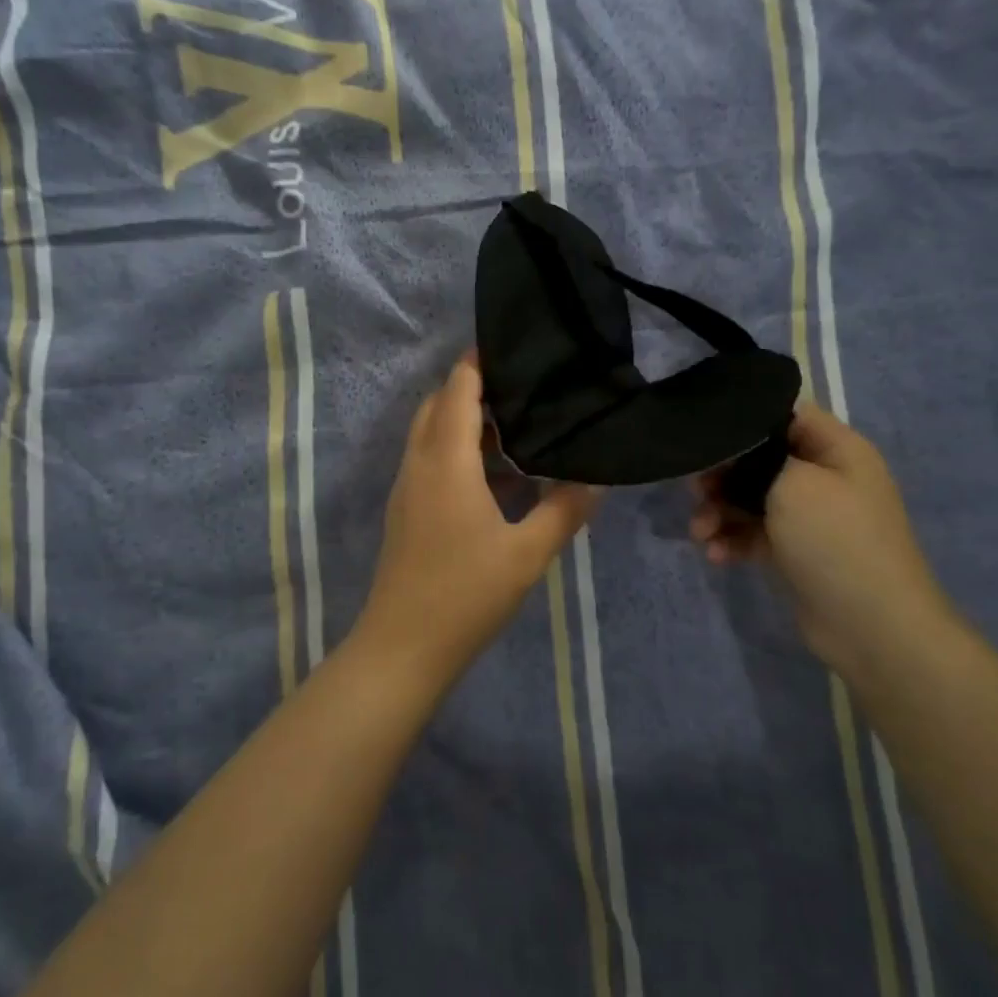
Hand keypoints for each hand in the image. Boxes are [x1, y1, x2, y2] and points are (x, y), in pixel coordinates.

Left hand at [349, 356, 599, 682]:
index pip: (457, 389)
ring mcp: (407, 488)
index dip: (479, 362)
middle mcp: (419, 463)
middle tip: (523, 389)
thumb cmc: (465, 595)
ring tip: (516, 425)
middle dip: (473, 388)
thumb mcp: (526, 554)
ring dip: (463, 421)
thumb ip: (563, 510)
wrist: (402, 649)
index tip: (514, 347)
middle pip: (438, 405)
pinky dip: (456, 450)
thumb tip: (595, 479)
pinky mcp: (405, 511)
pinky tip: (495, 474)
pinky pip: (428, 460)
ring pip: (430, 433)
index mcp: (445, 461)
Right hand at [690, 403, 955, 672]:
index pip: (786, 415)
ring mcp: (810, 517)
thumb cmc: (836, 541)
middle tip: (695, 489)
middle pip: (760, 459)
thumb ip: (758, 458)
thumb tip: (734, 454)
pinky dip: (732, 540)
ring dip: (720, 512)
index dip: (744, 422)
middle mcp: (824, 477)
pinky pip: (754, 533)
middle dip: (723, 474)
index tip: (706, 437)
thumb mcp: (795, 484)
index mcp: (837, 449)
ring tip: (700, 533)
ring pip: (751, 498)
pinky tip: (716, 555)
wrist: (871, 626)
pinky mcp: (794, 551)